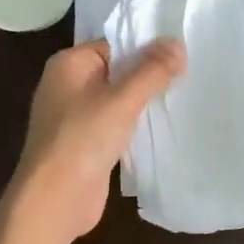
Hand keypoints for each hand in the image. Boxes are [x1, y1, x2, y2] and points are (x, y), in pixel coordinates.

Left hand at [10, 38, 185, 240]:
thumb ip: (151, 71)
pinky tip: (162, 127)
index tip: (180, 54)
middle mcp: (67, 85)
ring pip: (117, 100)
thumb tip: (177, 43)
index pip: (113, 45)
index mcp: (68, 64)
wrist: (54, 200)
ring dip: (143, 102)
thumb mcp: (122, 100)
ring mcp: (74, 117)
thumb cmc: (83, 139)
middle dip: (148, 75)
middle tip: (188, 73)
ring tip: (182, 96)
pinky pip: (114, 124)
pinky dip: (134, 125)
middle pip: (116, 71)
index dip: (145, 48)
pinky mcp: (85, 144)